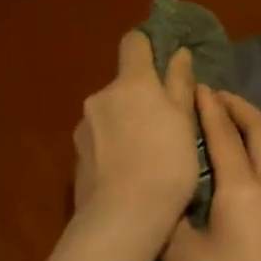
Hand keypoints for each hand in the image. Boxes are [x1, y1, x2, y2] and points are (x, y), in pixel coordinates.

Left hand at [73, 33, 196, 243]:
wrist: (124, 217)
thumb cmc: (167, 164)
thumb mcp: (184, 123)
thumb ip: (179, 85)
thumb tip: (179, 54)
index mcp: (132, 83)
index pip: (134, 43)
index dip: (148, 47)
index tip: (163, 63)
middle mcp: (101, 97)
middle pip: (123, 85)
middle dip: (140, 98)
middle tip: (164, 127)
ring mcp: (84, 127)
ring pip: (110, 115)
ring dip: (125, 124)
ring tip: (145, 156)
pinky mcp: (76, 156)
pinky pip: (99, 141)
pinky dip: (112, 148)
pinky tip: (127, 173)